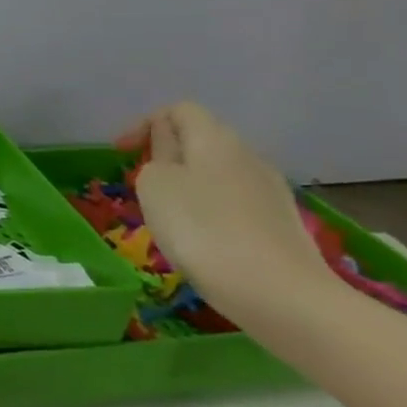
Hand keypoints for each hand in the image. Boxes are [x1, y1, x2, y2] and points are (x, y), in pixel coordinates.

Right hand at [115, 102, 330, 320]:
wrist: (283, 296)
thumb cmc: (203, 229)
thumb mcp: (155, 184)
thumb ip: (156, 155)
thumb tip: (169, 150)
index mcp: (215, 138)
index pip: (179, 110)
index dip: (146, 124)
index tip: (122, 153)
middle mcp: (248, 155)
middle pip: (202, 140)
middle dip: (168, 155)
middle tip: (144, 183)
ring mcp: (271, 191)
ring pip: (219, 172)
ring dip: (190, 184)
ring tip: (171, 215)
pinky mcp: (283, 224)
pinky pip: (237, 202)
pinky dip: (213, 209)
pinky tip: (205, 239)